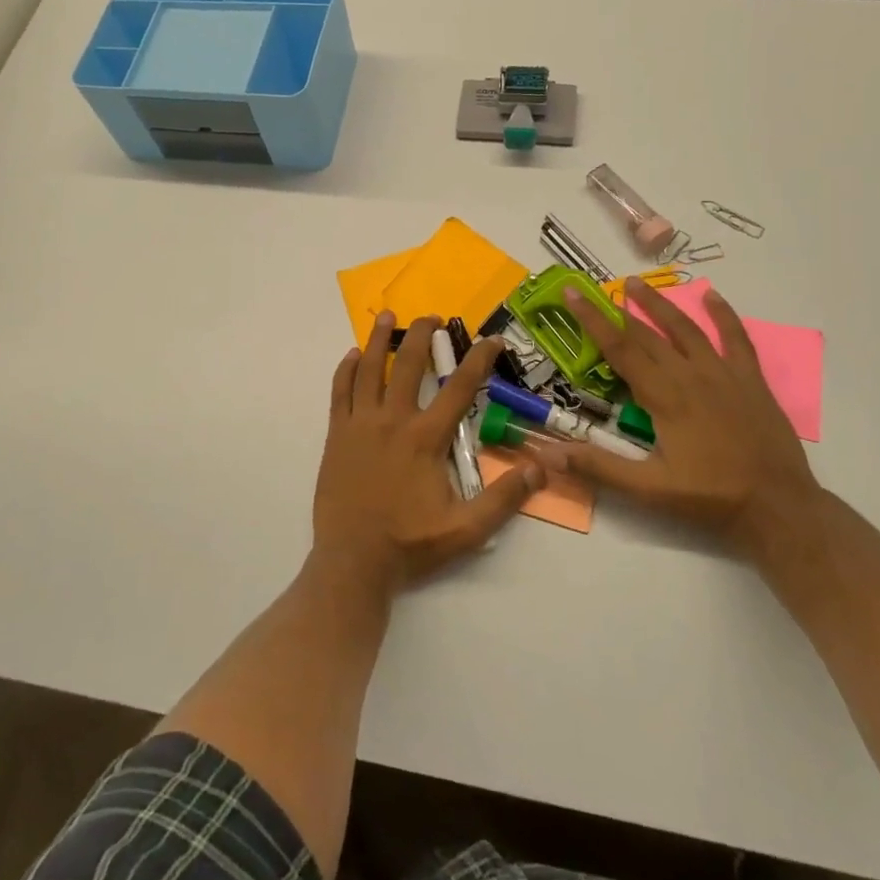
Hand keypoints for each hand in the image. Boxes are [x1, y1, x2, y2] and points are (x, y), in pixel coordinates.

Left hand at [314, 311, 545, 596]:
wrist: (352, 562)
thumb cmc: (410, 545)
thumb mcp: (467, 530)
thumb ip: (504, 497)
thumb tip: (542, 467)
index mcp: (425, 438)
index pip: (459, 388)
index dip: (479, 360)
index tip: (492, 340)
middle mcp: (392, 420)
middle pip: (407, 364)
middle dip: (422, 335)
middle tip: (433, 317)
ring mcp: (360, 424)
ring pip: (369, 369)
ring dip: (380, 340)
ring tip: (388, 316)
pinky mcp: (337, 435)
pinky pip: (340, 391)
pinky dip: (346, 370)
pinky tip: (353, 355)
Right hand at [554, 279, 821, 559]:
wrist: (778, 507)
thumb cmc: (709, 497)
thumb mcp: (648, 489)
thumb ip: (598, 467)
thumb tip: (548, 455)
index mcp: (663, 396)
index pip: (619, 349)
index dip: (592, 320)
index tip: (573, 293)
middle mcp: (689, 375)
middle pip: (646, 335)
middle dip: (617, 310)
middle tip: (594, 288)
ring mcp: (723, 373)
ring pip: (685, 329)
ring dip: (659, 305)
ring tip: (636, 283)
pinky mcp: (750, 380)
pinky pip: (736, 339)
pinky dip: (724, 315)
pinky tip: (712, 296)